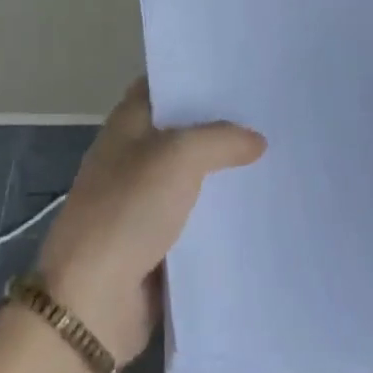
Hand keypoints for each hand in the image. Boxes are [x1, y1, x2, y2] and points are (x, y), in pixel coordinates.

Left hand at [36, 79, 264, 365]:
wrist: (93, 302)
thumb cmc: (128, 210)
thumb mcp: (178, 157)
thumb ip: (220, 139)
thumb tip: (256, 140)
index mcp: (128, 124)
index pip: (164, 84)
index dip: (197, 75)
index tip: (241, 71)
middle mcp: (134, 155)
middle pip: (184, 130)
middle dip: (222, 124)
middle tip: (272, 113)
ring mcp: (144, 200)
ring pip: (194, 176)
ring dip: (226, 172)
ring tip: (279, 157)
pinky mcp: (157, 242)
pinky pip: (197, 219)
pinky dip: (222, 215)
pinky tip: (261, 208)